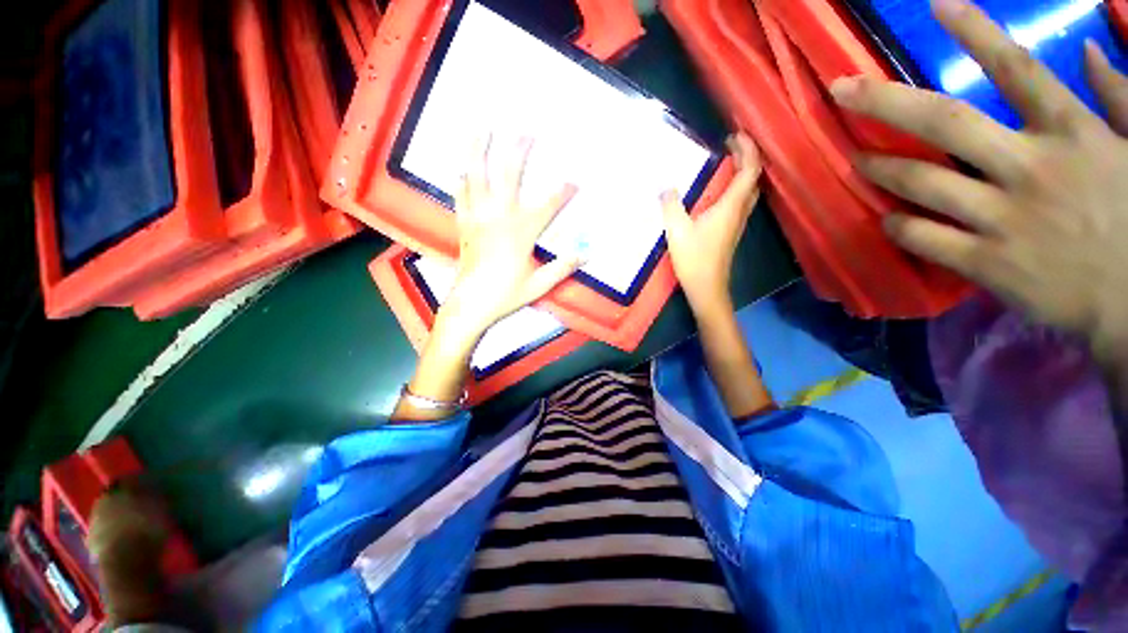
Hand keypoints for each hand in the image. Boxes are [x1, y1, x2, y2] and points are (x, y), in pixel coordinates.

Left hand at [393, 135, 580, 419]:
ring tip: (482, 127)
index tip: (575, 183)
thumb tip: (587, 254)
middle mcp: (498, 219)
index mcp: (520, 234)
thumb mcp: (539, 285)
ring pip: (477, 177)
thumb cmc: (505, 296)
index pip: (547, 207)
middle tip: (527, 131)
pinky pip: (461, 196)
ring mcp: (477, 219)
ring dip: (479, 150)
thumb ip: (562, 267)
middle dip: (519, 151)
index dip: (563, 194)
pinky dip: (462, 180)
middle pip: (508, 176)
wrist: (469, 306)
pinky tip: (462, 167)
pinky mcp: (464, 226)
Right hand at [661, 133, 762, 317]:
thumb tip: (665, 186)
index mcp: (730, 206)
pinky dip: (735, 187)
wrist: (706, 287)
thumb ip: (671, 205)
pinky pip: (740, 201)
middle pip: (753, 177)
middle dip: (746, 156)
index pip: (749, 169)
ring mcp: (737, 222)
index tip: (735, 134)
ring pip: (748, 190)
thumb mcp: (677, 230)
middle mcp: (740, 211)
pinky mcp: (731, 231)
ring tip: (726, 162)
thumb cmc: (694, 259)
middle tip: (730, 145)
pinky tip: (719, 191)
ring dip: (742, 172)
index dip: (747, 148)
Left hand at [830, 0, 1127, 364]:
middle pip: (944, 120)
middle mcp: (1029, 167)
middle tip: (840, 90)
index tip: (934, 6)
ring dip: (878, 168)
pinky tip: (883, 217)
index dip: (975, 32)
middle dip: (885, 101)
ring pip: (920, 183)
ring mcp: (1003, 218)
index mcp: (1070, 131)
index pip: (1016, 68)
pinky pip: (922, 238)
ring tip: (854, 159)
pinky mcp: (986, 263)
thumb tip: (1086, 47)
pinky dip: (897, 225)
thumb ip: (1117, 94)